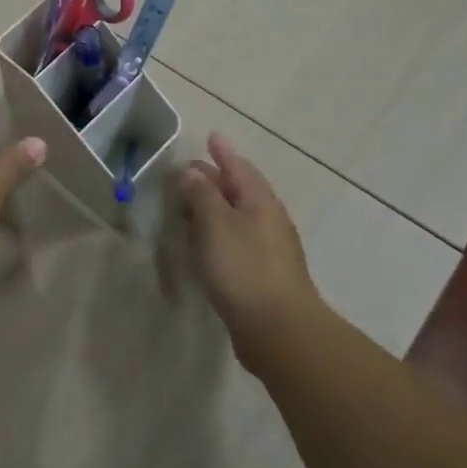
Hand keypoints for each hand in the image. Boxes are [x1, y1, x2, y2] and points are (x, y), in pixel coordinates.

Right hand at [179, 133, 317, 361]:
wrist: (278, 331)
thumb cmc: (244, 268)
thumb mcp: (215, 224)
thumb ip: (201, 194)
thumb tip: (191, 172)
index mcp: (260, 202)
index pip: (239, 168)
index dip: (223, 153)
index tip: (211, 137)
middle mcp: (268, 221)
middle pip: (239, 190)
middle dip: (215, 178)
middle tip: (188, 171)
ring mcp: (267, 250)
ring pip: (236, 217)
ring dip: (214, 207)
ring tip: (189, 204)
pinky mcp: (260, 275)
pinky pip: (235, 241)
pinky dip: (216, 232)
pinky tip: (202, 243)